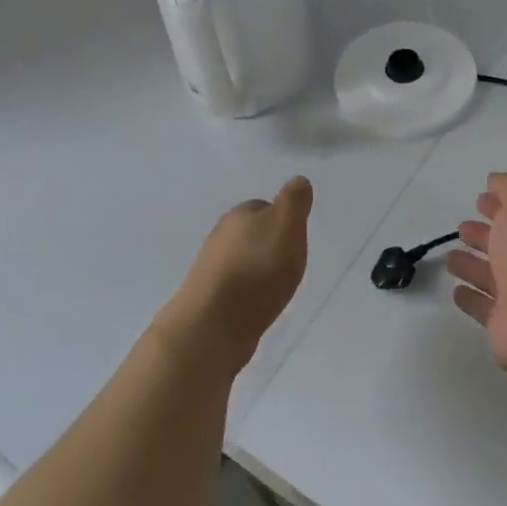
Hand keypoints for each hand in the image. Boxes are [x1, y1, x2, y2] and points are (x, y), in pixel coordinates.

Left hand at [158, 177, 312, 373]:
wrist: (214, 324)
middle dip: (268, 245)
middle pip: (250, 234)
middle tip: (289, 263)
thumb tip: (298, 181)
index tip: (296, 237)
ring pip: (241, 261)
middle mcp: (220, 237)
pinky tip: (257, 305)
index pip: (263, 207)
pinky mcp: (208, 300)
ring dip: (257, 270)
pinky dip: (247, 293)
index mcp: (239, 215)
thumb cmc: (257, 269)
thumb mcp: (287, 225)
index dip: (282, 220)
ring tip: (276, 287)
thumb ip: (294, 201)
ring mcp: (210, 270)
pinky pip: (234, 288)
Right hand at [446, 172, 506, 377]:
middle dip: (484, 235)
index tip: (479, 199)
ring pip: (492, 276)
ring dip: (472, 266)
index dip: (503, 205)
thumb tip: (495, 181)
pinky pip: (483, 307)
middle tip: (461, 228)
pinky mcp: (505, 324)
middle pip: (506, 245)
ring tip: (451, 258)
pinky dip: (470, 298)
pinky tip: (456, 290)